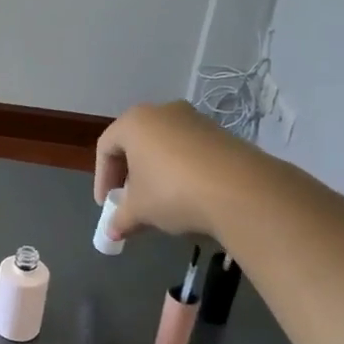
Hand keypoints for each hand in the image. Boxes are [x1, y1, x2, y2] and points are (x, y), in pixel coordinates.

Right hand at [94, 100, 238, 242]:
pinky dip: (182, 171)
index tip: (107, 205)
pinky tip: (188, 196)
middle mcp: (163, 112)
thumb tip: (112, 232)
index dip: (102, 179)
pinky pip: (190, 151)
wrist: (241, 191)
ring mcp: (195, 120)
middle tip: (130, 202)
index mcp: (134, 122)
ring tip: (160, 202)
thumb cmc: (172, 192)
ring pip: (164, 147)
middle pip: (136, 144)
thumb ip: (121, 218)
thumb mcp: (139, 210)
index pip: (106, 148)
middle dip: (129, 175)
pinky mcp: (222, 134)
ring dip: (156, 173)